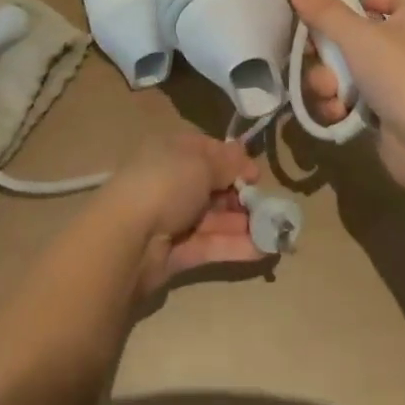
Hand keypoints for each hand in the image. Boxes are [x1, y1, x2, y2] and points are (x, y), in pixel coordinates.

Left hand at [98, 131, 268, 299]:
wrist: (128, 237)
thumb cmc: (166, 183)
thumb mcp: (201, 163)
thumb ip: (227, 162)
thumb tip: (245, 156)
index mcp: (173, 152)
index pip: (208, 151)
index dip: (234, 161)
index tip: (257, 174)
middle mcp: (173, 182)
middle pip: (214, 187)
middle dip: (242, 196)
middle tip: (269, 207)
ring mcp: (174, 219)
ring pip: (215, 219)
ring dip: (244, 224)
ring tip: (276, 231)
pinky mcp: (177, 253)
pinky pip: (211, 246)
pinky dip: (236, 247)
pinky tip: (264, 250)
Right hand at [288, 0, 404, 192]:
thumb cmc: (401, 75)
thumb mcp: (358, 36)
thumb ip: (324, 10)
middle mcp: (404, 45)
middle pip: (354, 32)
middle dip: (326, 48)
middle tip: (308, 52)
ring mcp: (394, 81)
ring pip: (346, 68)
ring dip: (329, 80)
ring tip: (328, 91)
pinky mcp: (383, 111)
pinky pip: (350, 97)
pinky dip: (340, 104)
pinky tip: (337, 112)